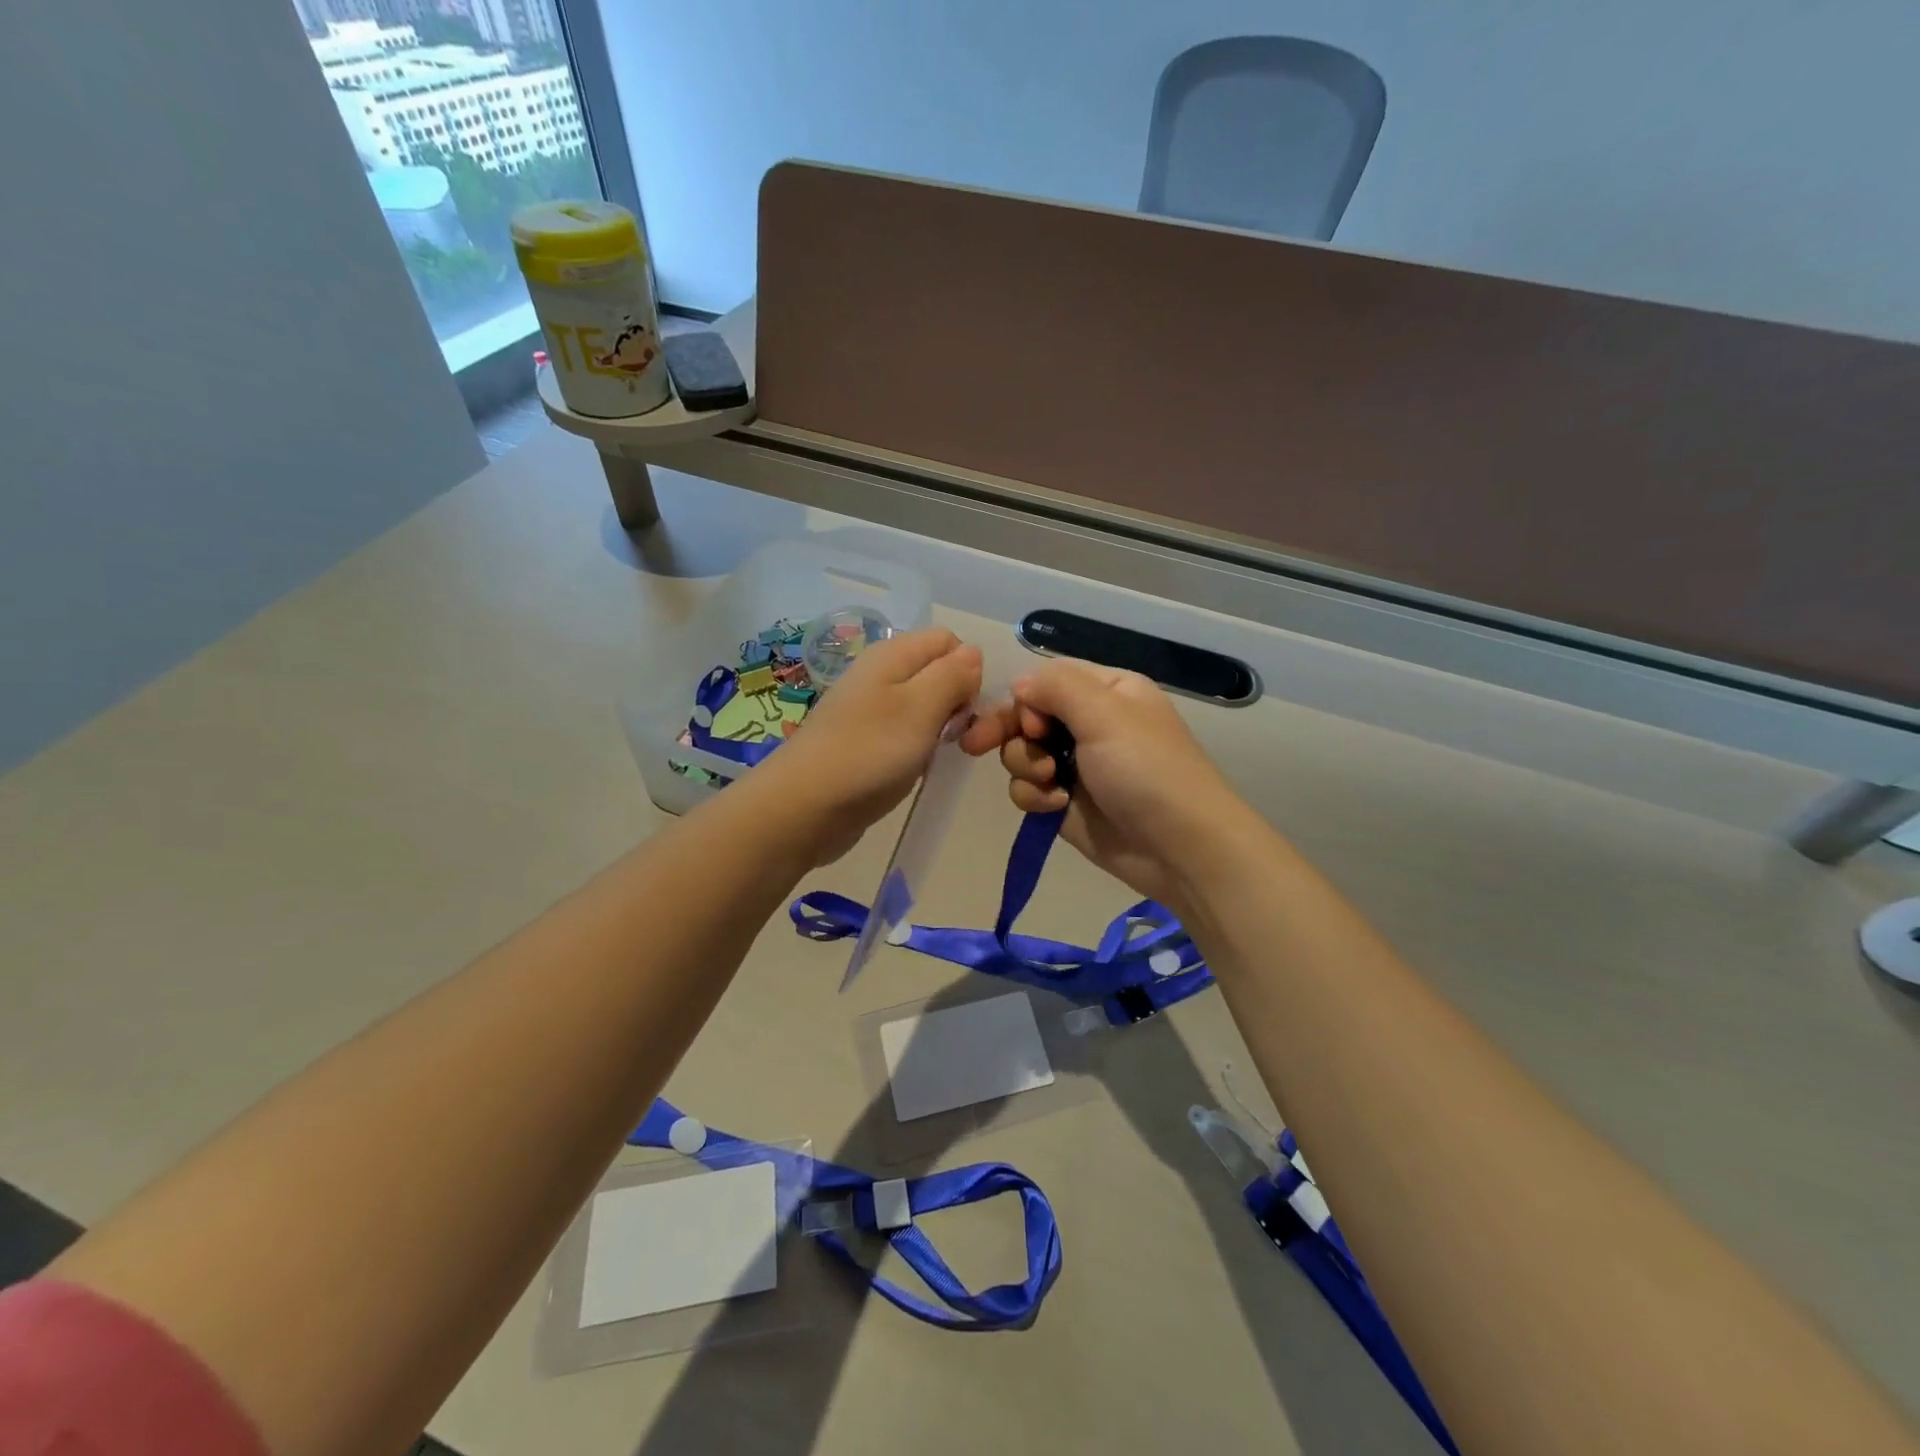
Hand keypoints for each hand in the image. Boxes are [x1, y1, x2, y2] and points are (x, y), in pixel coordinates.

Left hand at [758, 627, 982, 864]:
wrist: (803, 808)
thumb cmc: (868, 752)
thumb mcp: (920, 708)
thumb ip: (951, 676)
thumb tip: (973, 654)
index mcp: (893, 654)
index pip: (949, 641)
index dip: (968, 670)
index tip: (967, 708)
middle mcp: (881, 674)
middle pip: (937, 673)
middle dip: (958, 701)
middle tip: (958, 739)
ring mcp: (871, 710)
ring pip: (924, 706)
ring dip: (940, 729)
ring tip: (936, 757)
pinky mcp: (866, 743)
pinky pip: (906, 733)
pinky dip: (919, 749)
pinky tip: (915, 769)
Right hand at [961, 659, 1253, 908]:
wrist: (1178, 849)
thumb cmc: (1147, 771)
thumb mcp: (1106, 714)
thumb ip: (1056, 687)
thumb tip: (1018, 685)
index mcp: (1105, 692)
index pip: (1045, 680)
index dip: (1026, 700)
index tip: (1030, 723)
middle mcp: (1088, 723)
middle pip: (1025, 715)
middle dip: (1010, 731)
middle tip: (976, 745)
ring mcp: (1074, 764)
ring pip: (1020, 753)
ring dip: (1025, 766)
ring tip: (1051, 783)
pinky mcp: (1063, 802)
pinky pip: (1026, 789)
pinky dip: (1034, 797)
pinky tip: (1056, 806)